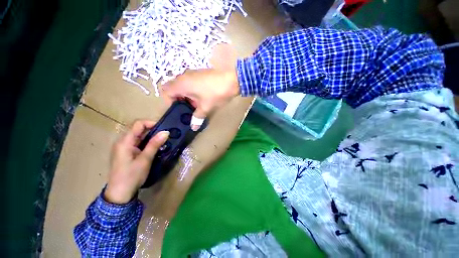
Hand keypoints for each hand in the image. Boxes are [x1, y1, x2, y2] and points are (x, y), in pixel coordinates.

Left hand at [105, 120, 169, 203]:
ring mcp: (124, 147)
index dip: (151, 123)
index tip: (164, 129)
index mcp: (125, 141)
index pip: (138, 124)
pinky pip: (138, 143)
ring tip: (162, 141)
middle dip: (153, 130)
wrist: (119, 194)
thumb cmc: (131, 176)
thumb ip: (154, 144)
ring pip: (139, 136)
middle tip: (165, 136)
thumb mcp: (145, 160)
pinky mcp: (126, 153)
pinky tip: (155, 148)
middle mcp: (123, 141)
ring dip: (151, 137)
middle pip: (138, 129)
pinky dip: (147, 143)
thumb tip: (166, 132)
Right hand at [162, 44, 239, 130]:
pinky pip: (191, 83)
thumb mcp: (205, 107)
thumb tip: (193, 127)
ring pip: (183, 86)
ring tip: (196, 105)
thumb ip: (197, 117)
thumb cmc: (215, 94)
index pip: (166, 91)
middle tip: (187, 108)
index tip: (178, 110)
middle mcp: (184, 76)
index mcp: (181, 84)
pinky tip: (202, 98)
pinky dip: (193, 91)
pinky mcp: (200, 73)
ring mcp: (192, 73)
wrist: (232, 80)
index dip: (169, 101)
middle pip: (174, 88)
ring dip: (187, 95)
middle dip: (179, 99)